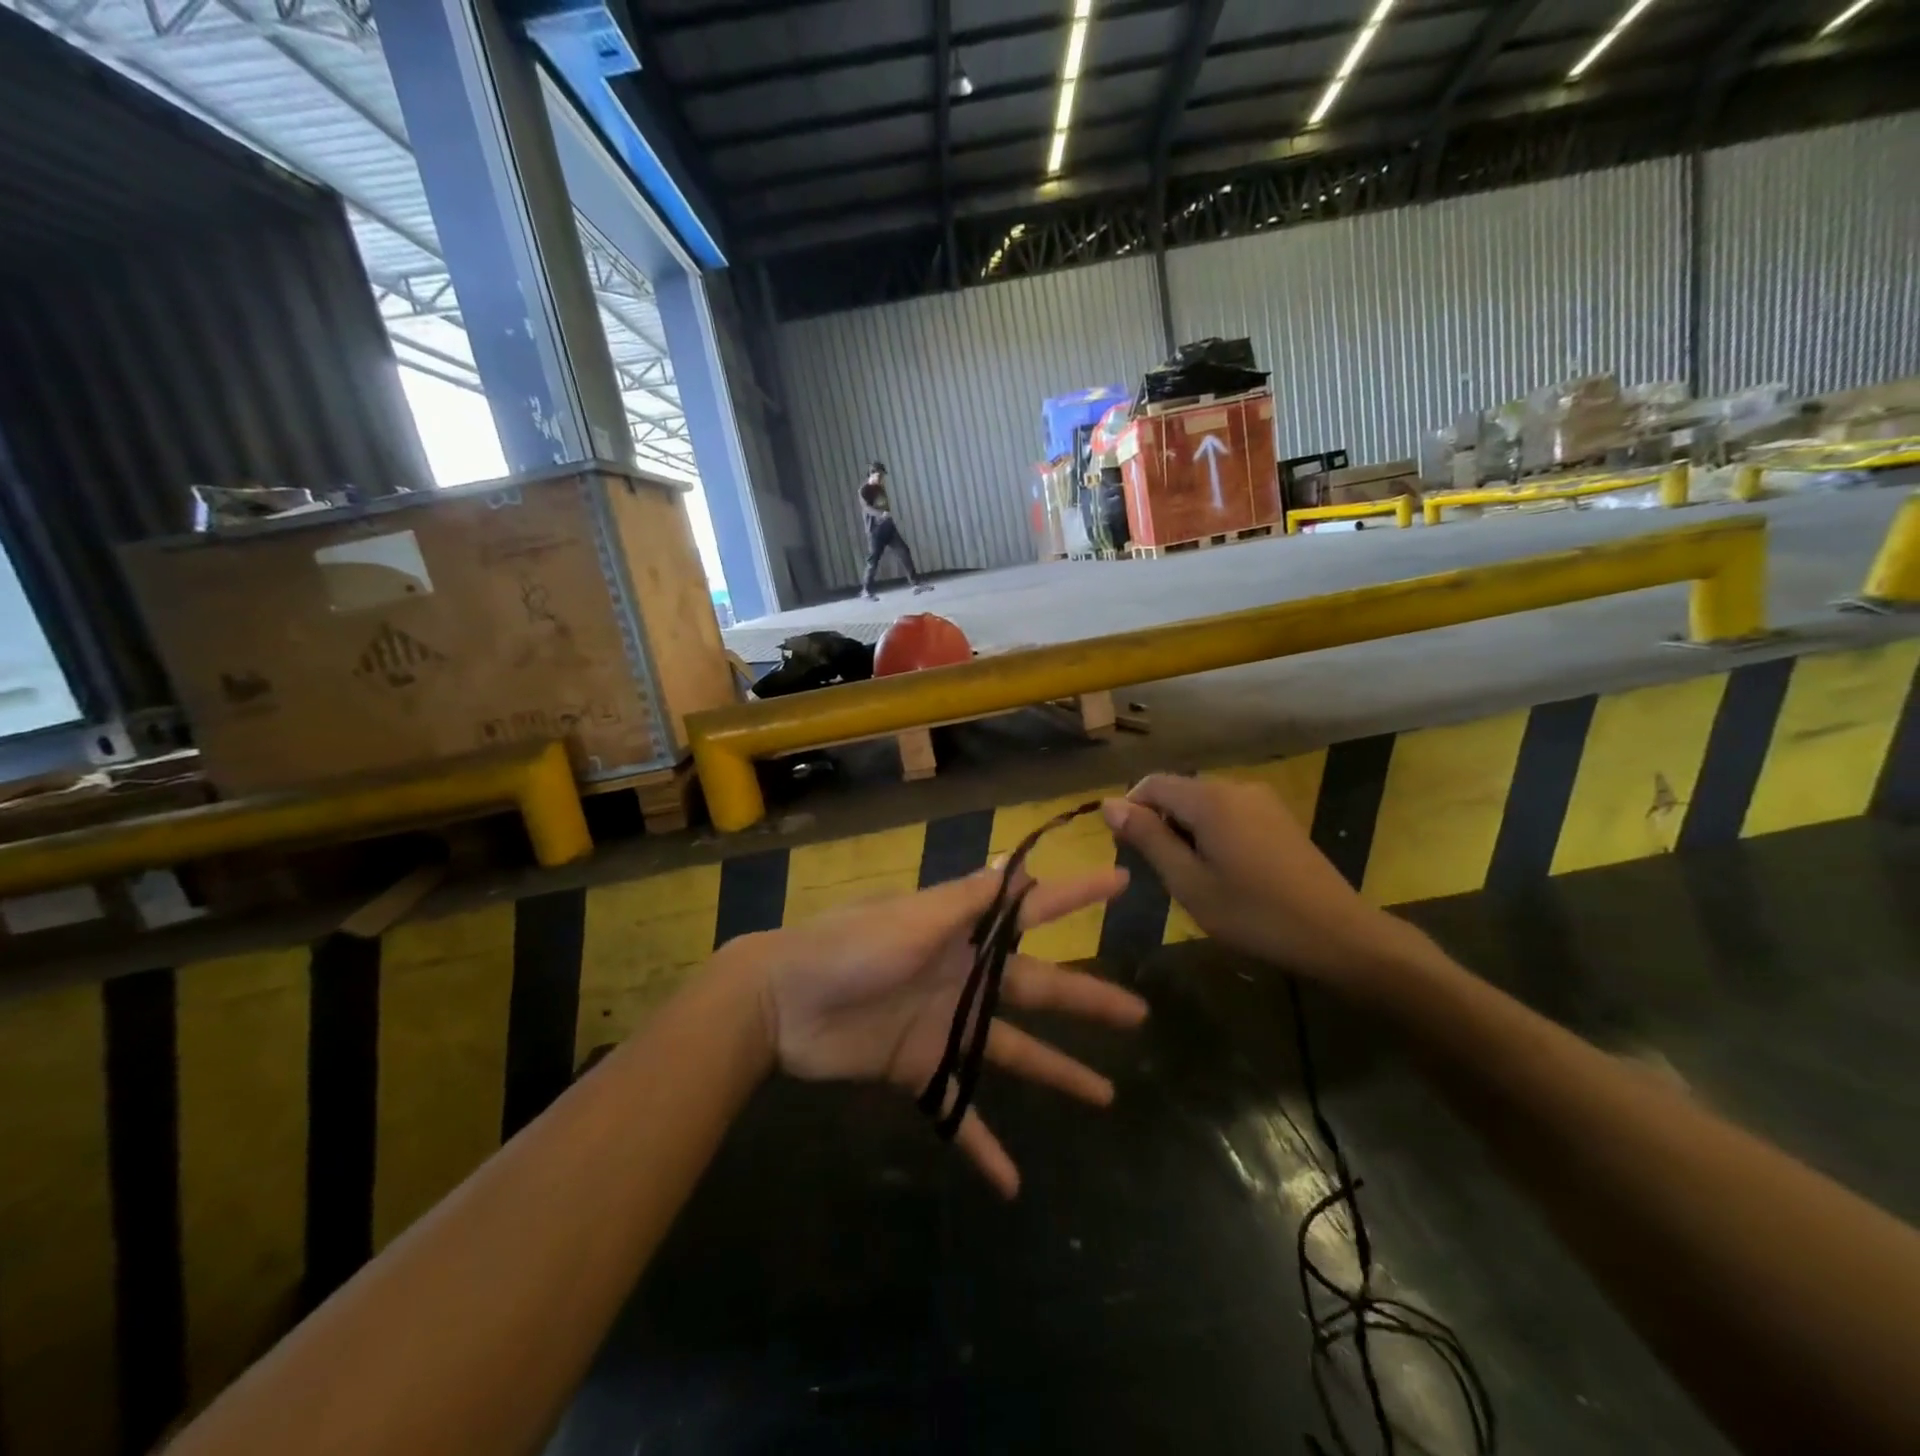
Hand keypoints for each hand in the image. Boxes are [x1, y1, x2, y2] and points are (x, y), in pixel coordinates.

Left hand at [748, 865, 1147, 1196]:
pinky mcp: (918, 1069)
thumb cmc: (848, 948)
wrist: (780, 1002)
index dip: (1075, 895)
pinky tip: (1013, 1183)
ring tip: (1106, 1099)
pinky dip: (981, 1144)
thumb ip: (965, 900)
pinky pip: (958, 1108)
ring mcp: (944, 1025)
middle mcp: (962, 976)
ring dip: (1056, 1074)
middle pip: (1037, 989)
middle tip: (1138, 1015)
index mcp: (962, 933)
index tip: (1120, 885)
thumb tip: (1017, 865)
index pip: (1032, 910)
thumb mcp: (911, 918)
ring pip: (1012, 1051)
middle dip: (1087, 1000)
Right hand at [1102, 773, 1421, 988]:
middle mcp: (1235, 786)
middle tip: (1162, 873)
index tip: (1128, 851)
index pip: (1151, 784)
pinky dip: (1212, 833)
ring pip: (1203, 804)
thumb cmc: (1253, 913)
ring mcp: (1262, 800)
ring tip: (1193, 878)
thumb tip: (1109, 805)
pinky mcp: (1278, 817)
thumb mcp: (1188, 882)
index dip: (1131, 812)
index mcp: (1209, 798)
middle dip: (1160, 824)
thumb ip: (1147, 838)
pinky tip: (1224, 872)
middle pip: (1178, 792)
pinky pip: (1228, 813)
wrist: (1337, 934)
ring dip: (1186, 831)